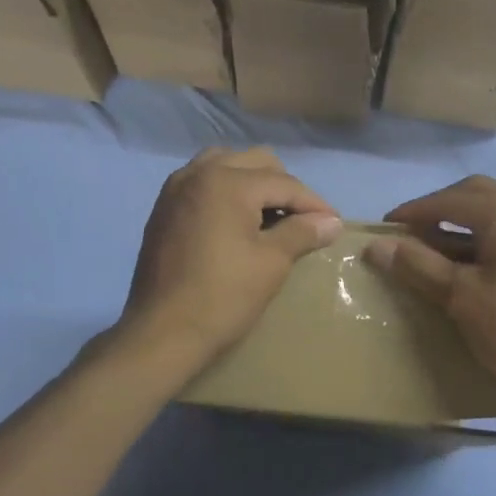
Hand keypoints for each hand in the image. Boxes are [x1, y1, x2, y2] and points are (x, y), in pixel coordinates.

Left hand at [119, 148, 341, 369]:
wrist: (161, 333)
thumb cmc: (223, 296)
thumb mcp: (271, 262)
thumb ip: (302, 232)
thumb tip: (332, 222)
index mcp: (227, 182)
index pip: (283, 183)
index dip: (314, 203)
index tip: (334, 223)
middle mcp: (198, 172)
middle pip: (255, 163)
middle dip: (283, 186)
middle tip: (303, 219)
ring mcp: (176, 188)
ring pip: (225, 164)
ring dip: (252, 182)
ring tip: (269, 214)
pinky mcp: (164, 208)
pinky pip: (203, 182)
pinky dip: (225, 190)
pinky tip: (237, 221)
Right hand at [367, 176, 495, 410]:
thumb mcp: (460, 297)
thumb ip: (418, 264)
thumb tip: (375, 245)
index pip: (450, 201)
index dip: (415, 211)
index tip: (387, 226)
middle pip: (479, 191)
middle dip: (443, 205)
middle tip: (415, 230)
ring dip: (475, 208)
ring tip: (452, 234)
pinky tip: (487, 250)